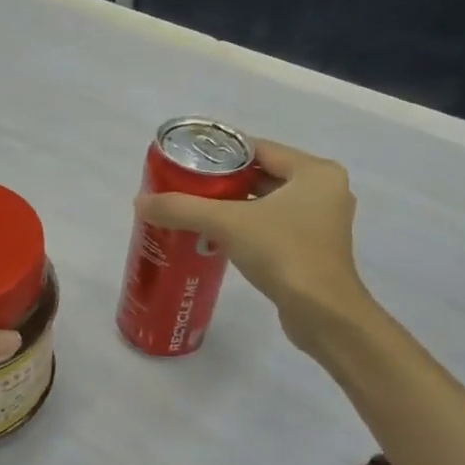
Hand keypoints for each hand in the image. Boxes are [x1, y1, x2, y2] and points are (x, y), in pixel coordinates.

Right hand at [136, 140, 372, 352]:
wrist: (323, 315)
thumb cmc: (284, 254)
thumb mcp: (228, 223)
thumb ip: (183, 208)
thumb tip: (140, 202)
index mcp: (315, 172)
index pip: (259, 149)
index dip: (221, 152)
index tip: (187, 160)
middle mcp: (324, 191)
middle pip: (262, 174)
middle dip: (223, 181)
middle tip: (185, 185)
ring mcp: (321, 222)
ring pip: (267, 202)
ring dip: (234, 205)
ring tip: (194, 208)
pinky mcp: (313, 249)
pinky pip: (273, 225)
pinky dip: (247, 226)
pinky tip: (216, 235)